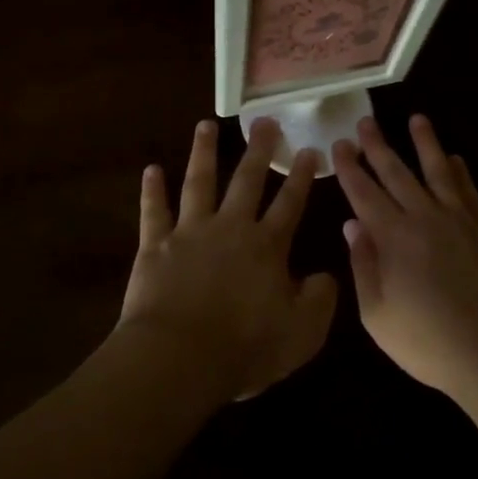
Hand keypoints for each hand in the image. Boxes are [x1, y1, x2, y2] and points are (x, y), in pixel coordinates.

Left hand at [119, 118, 339, 404]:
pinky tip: (151, 169)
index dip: (302, 176)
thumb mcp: (303, 332)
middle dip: (258, 149)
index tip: (309, 149)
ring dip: (203, 153)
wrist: (180, 358)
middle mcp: (230, 227)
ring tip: (205, 126)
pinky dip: (152, 190)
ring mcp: (190, 232)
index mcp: (267, 246)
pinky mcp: (155, 245)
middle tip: (263, 121)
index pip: (290, 203)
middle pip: (246, 180)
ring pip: (199, 183)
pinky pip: (154, 211)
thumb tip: (326, 276)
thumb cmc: (246, 348)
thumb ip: (320, 299)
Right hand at [333, 115, 477, 397]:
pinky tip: (455, 158)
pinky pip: (469, 191)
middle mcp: (423, 218)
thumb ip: (363, 267)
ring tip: (417, 119)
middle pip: (397, 173)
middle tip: (366, 120)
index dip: (350, 167)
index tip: (340, 144)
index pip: (364, 193)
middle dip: (378, 146)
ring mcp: (459, 220)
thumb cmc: (429, 342)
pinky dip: (460, 171)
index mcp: (392, 238)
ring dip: (425, 143)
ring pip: (437, 171)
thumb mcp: (378, 315)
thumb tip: (352, 225)